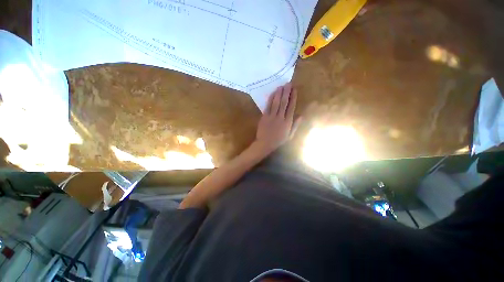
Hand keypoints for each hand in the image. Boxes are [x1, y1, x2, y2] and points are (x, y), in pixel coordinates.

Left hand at [254, 83, 301, 154]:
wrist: (265, 144)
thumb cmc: (278, 141)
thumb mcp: (290, 135)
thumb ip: (295, 125)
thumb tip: (301, 115)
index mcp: (288, 122)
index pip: (291, 107)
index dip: (293, 98)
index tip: (294, 90)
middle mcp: (280, 117)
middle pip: (284, 103)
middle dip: (286, 92)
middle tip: (288, 83)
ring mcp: (272, 116)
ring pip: (276, 103)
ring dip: (279, 94)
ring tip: (281, 86)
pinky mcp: (264, 117)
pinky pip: (268, 106)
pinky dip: (270, 99)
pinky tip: (272, 93)